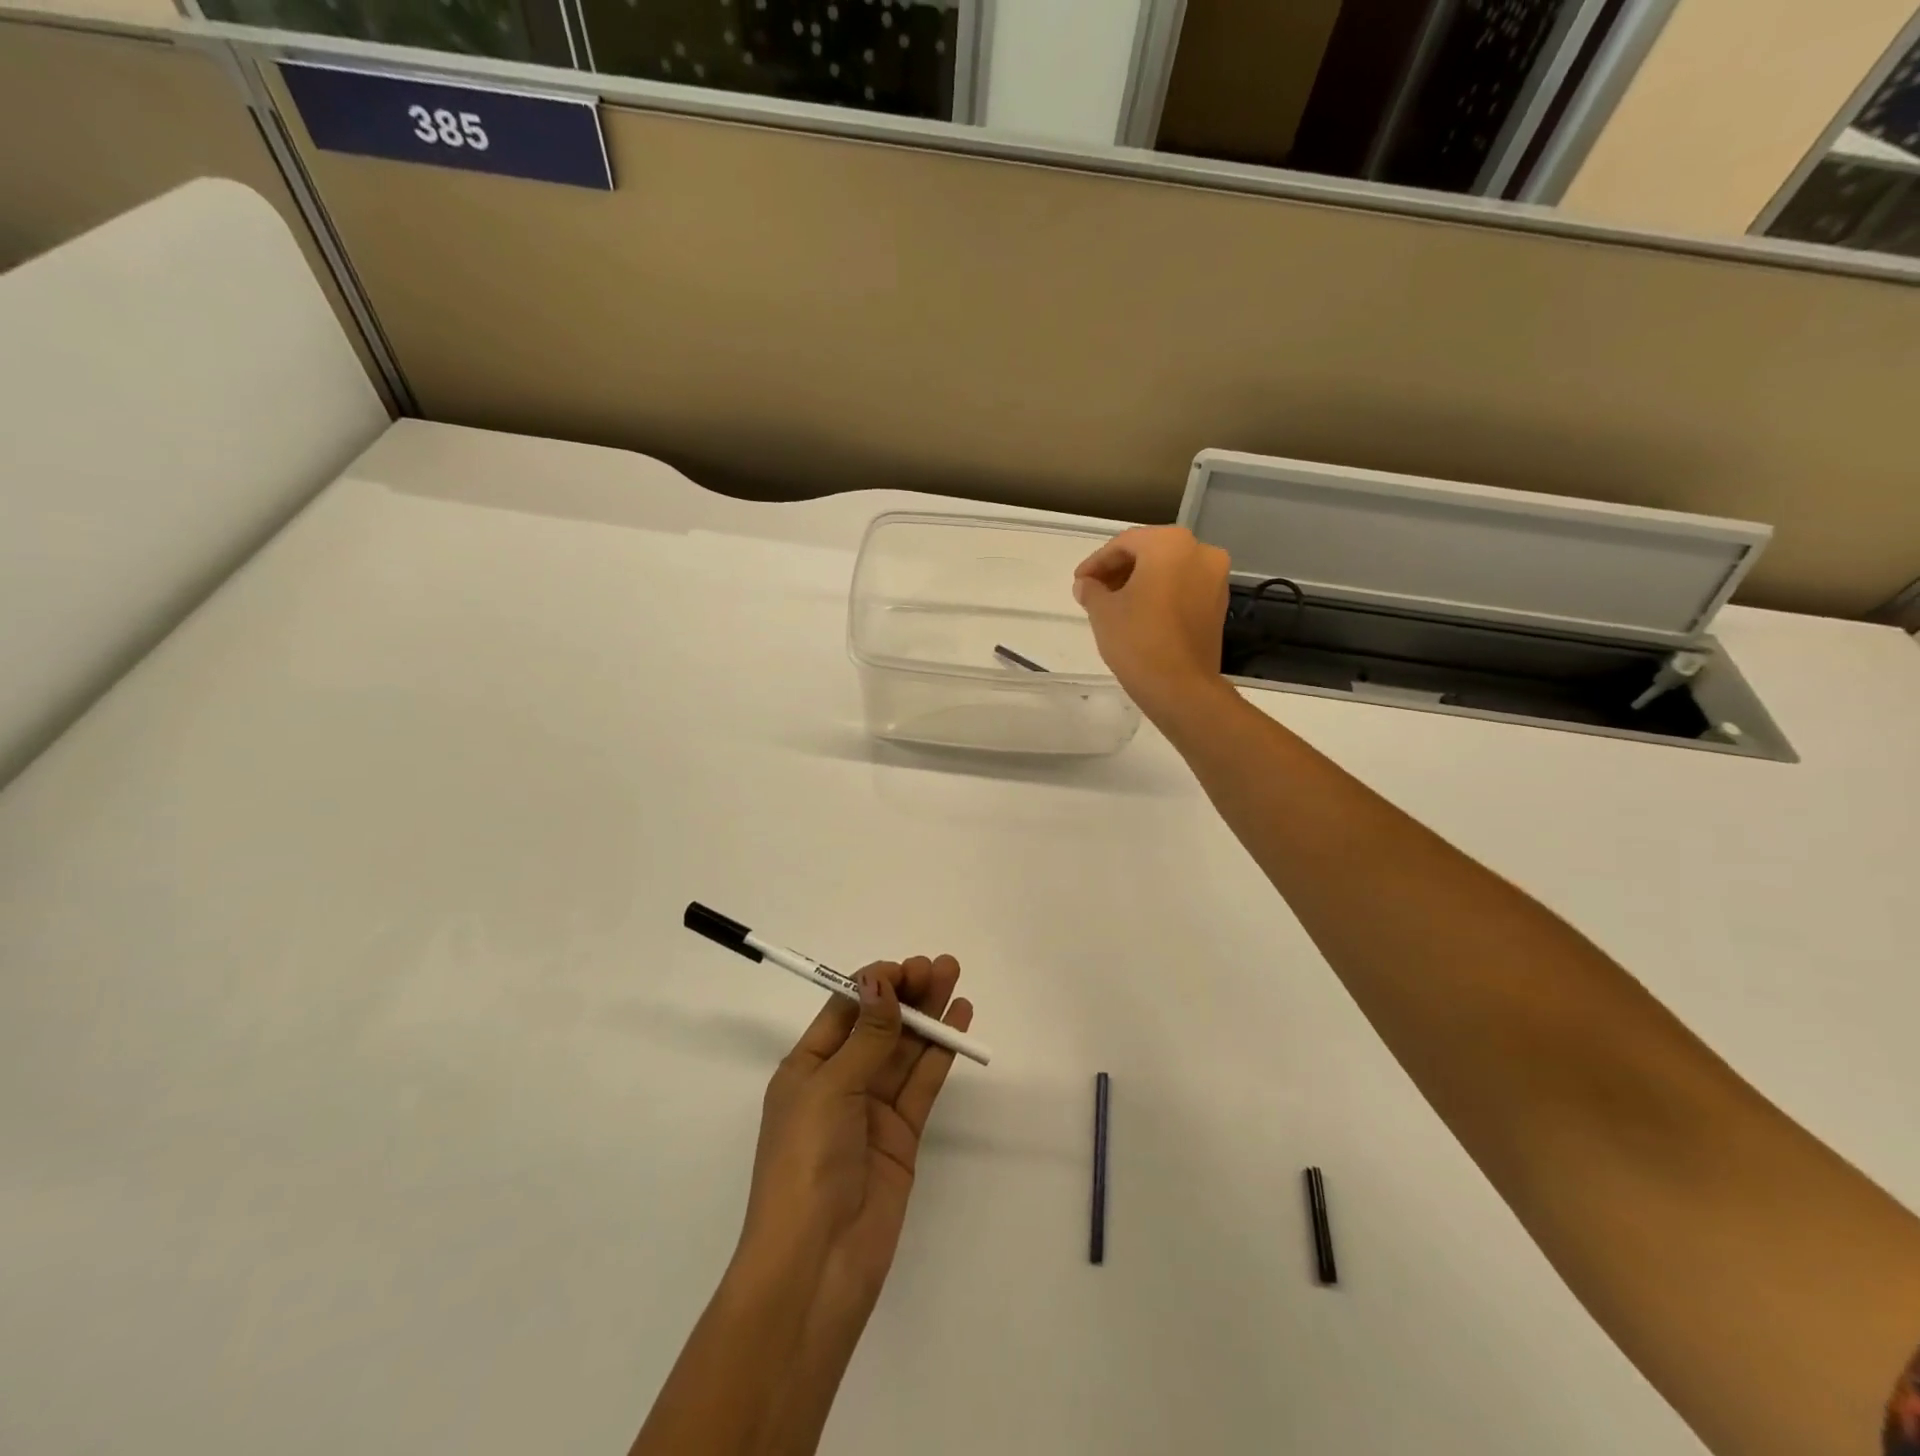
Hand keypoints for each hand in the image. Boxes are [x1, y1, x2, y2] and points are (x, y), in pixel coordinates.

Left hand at [739, 957, 973, 1324]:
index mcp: (806, 1068)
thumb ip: (866, 1037)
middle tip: (938, 965)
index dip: (873, 984)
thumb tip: (880, 982)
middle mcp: (839, 1082)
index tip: (904, 968)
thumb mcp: (830, 1089)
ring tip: (952, 975)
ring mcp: (873, 1108)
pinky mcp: (902, 1134)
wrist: (816, 1264)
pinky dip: (941, 1051)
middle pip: (878, 1024)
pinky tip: (958, 1020)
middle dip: (906, 993)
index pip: (843, 1011)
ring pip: (905, 1048)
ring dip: (928, 1013)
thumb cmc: (806, 1163)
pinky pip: (923, 1081)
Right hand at [1074, 526, 1232, 718]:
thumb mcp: (1102, 611)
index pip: (1124, 543)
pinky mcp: (1218, 604)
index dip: (1097, 562)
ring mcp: (1215, 578)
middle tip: (1094, 591)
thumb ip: (1091, 590)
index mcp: (1170, 544)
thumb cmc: (1137, 639)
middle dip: (1119, 570)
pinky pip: (1184, 588)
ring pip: (1169, 569)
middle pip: (1150, 552)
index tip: (1079, 582)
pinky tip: (1139, 613)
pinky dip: (1161, 594)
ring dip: (1140, 581)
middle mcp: (1200, 551)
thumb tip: (1085, 585)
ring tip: (1114, 604)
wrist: (1180, 686)